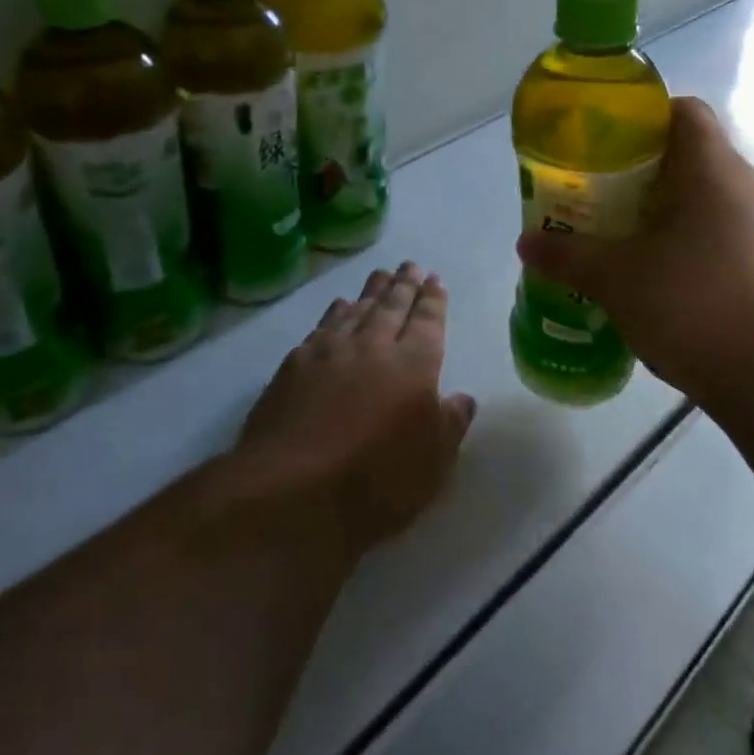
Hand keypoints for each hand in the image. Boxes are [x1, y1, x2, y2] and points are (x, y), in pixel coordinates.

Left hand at [236, 262, 475, 559]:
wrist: (291, 489)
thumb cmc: (376, 482)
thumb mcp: (432, 463)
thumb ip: (450, 424)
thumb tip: (462, 397)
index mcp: (415, 365)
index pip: (428, 321)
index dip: (433, 300)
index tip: (435, 280)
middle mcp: (374, 346)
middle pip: (393, 305)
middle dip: (405, 284)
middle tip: (410, 265)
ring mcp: (331, 352)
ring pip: (358, 309)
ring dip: (372, 290)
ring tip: (380, 274)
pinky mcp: (295, 364)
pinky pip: (323, 325)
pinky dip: (336, 311)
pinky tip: (339, 305)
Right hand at [516, 96, 753, 402]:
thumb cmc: (694, 303)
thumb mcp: (617, 278)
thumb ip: (569, 255)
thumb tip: (526, 243)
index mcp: (711, 169)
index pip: (682, 111)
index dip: (641, 118)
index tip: (601, 145)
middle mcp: (744, 189)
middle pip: (686, 159)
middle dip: (635, 176)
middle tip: (592, 198)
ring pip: (700, 205)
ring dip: (658, 218)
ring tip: (614, 242)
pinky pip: (715, 241)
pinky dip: (681, 250)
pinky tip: (651, 282)